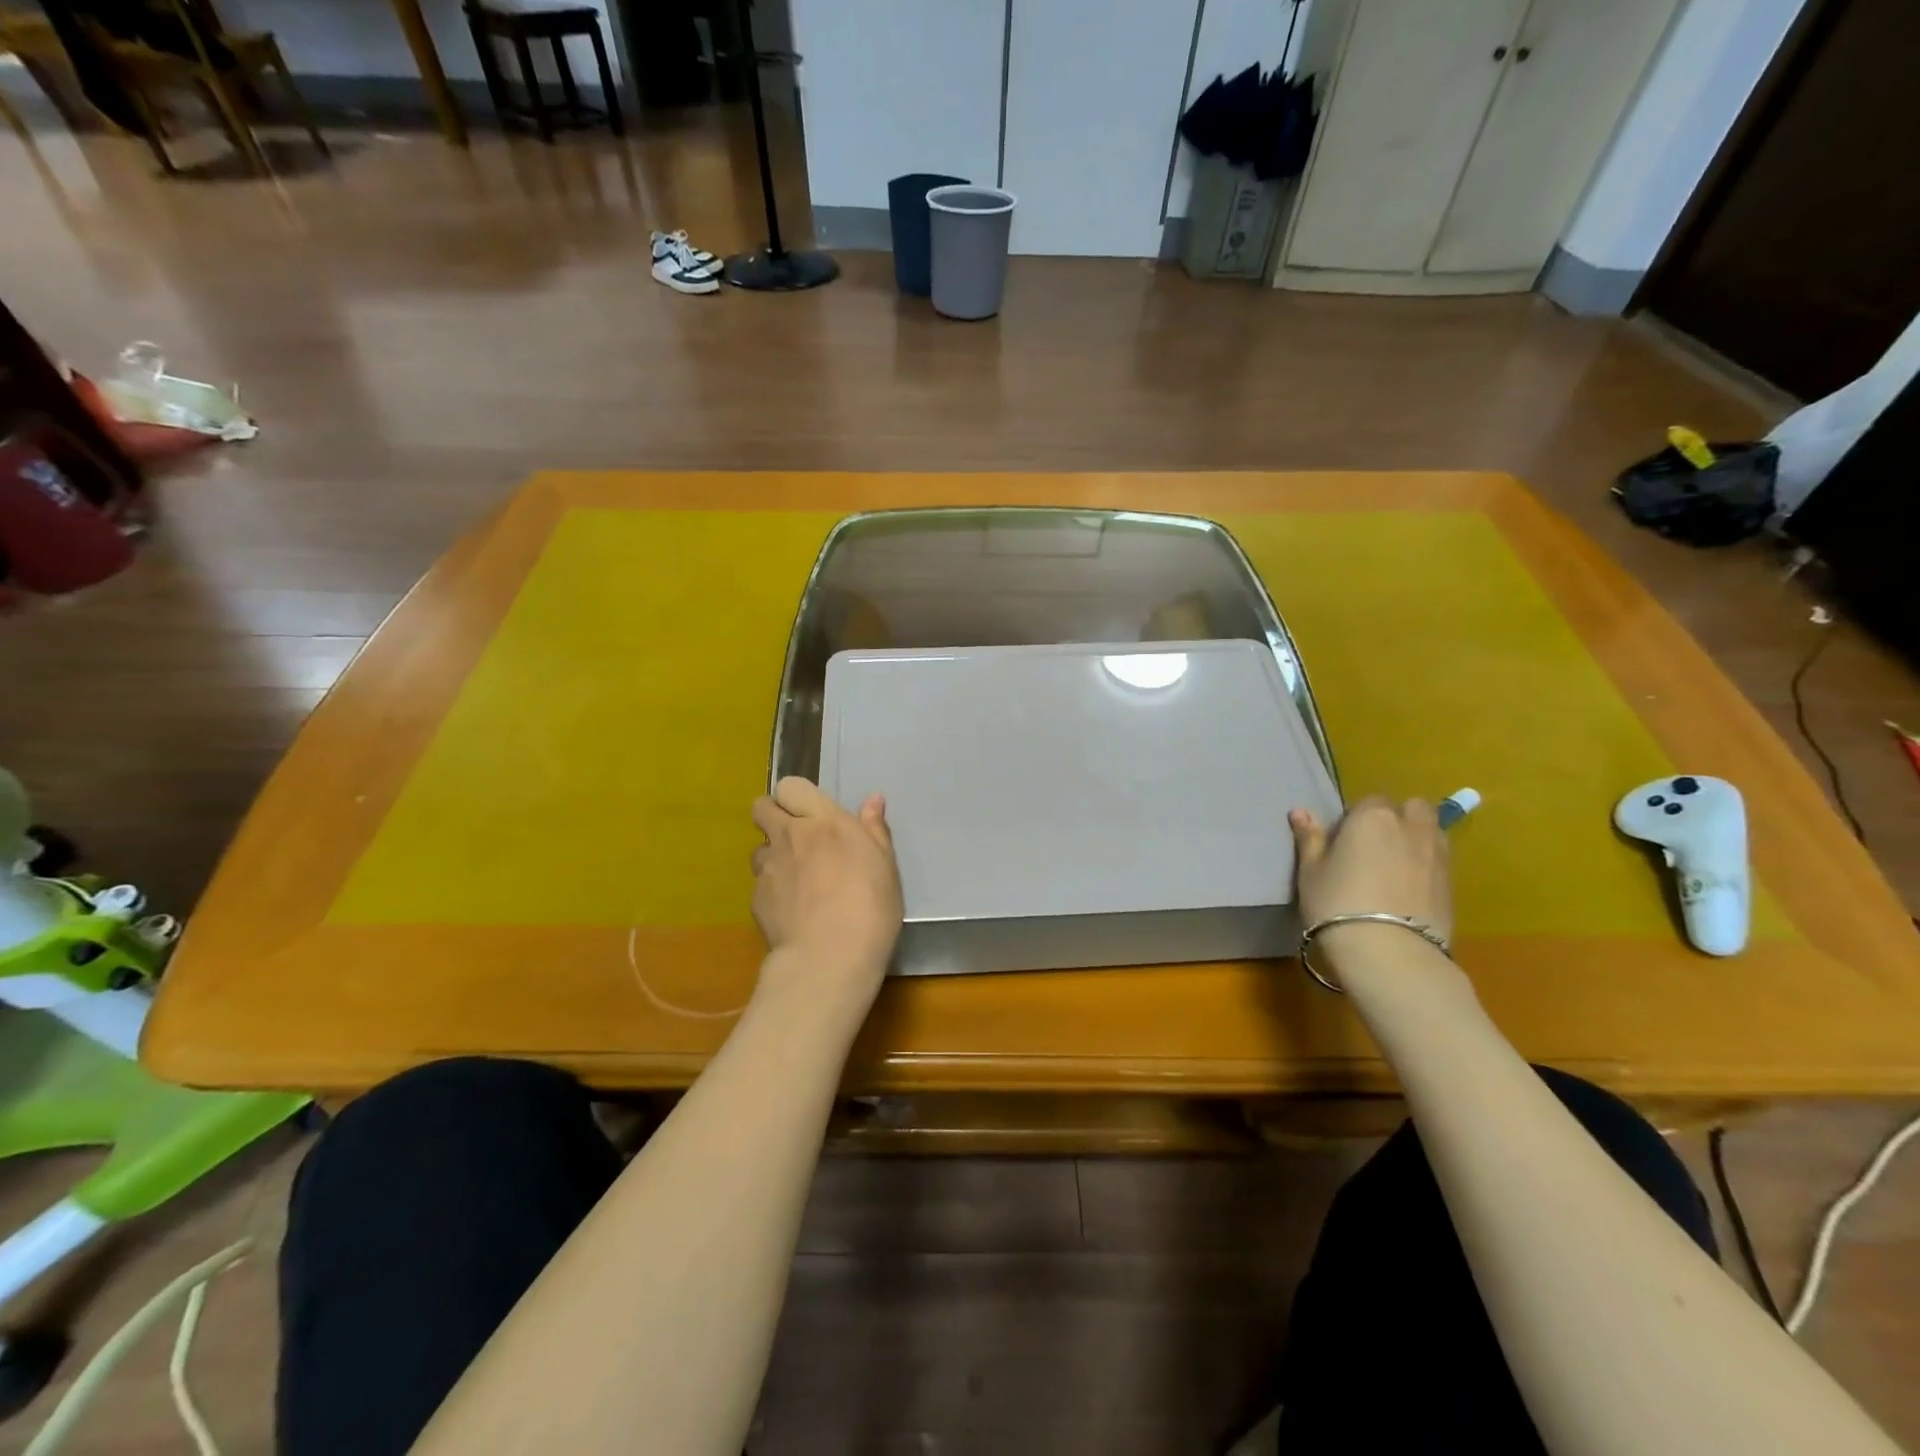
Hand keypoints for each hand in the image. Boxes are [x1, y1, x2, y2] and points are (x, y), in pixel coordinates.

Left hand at [750, 777, 903, 1002]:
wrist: (829, 957)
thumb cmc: (869, 905)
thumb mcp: (885, 865)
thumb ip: (874, 829)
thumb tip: (873, 800)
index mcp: (823, 821)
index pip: (790, 786)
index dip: (796, 797)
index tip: (812, 815)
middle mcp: (789, 836)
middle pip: (761, 808)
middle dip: (772, 815)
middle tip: (796, 838)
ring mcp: (768, 867)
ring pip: (759, 849)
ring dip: (773, 856)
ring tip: (795, 880)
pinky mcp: (755, 899)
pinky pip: (760, 884)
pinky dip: (772, 891)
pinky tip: (791, 911)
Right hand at [1289, 796, 1453, 944]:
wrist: (1389, 954)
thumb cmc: (1337, 904)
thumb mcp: (1311, 872)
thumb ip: (1310, 838)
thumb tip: (1300, 811)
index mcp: (1373, 817)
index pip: (1368, 801)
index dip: (1356, 819)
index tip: (1342, 842)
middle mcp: (1411, 827)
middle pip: (1412, 808)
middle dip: (1398, 818)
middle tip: (1375, 846)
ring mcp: (1437, 855)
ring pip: (1431, 832)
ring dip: (1416, 838)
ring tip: (1394, 866)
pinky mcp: (1453, 885)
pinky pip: (1439, 861)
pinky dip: (1427, 866)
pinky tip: (1408, 890)